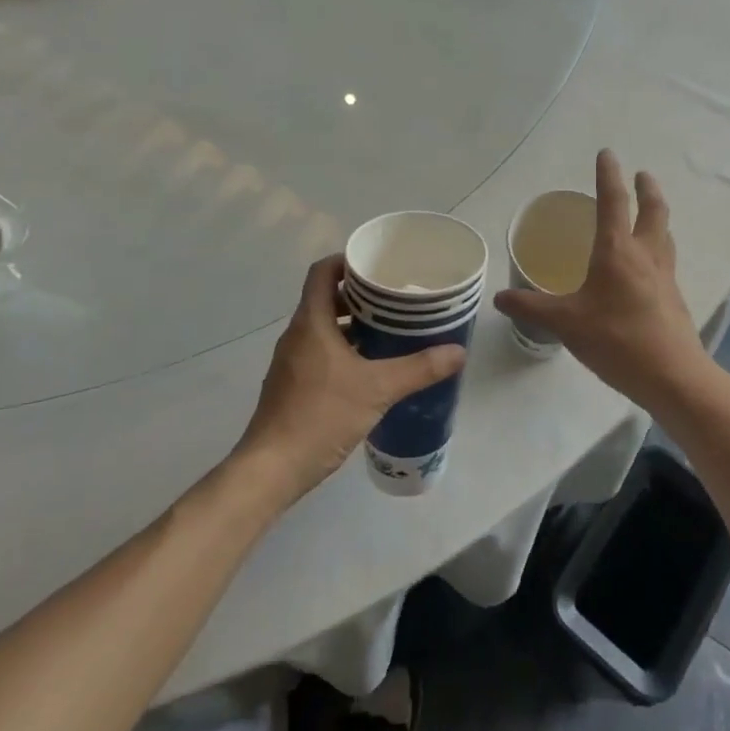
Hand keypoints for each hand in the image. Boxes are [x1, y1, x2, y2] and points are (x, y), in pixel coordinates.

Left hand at [234, 255, 465, 502]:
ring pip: (324, 328)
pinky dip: (344, 350)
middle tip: (395, 299)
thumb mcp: (377, 389)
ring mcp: (291, 362)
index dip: (347, 261)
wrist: (271, 469)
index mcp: (311, 322)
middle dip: (360, 295)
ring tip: (390, 331)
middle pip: (326, 298)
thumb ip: (418, 369)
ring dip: (353, 324)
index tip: (378, 266)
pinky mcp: (292, 385)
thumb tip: (458, 351)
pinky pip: (320, 352)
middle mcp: (297, 335)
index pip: (323, 271)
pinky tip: (370, 368)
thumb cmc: (320, 415)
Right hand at [494, 149, 710, 415]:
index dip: (608, 175)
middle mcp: (645, 255)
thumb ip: (532, 307)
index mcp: (617, 252)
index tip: (608, 153)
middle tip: (642, 174)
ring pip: (665, 234)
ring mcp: (665, 277)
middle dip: (647, 189)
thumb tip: (499, 298)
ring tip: (650, 213)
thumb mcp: (566, 323)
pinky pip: (666, 261)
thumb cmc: (617, 340)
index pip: (613, 202)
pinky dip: (659, 248)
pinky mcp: (674, 299)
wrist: (673, 376)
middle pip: (653, 211)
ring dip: (658, 216)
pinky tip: (650, 266)